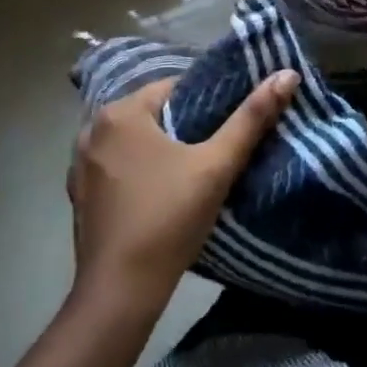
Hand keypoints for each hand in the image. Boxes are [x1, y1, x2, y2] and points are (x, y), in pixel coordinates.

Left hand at [68, 71, 298, 314]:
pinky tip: (161, 195)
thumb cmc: (169, 218)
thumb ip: (251, 118)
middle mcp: (92, 129)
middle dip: (184, 127)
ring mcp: (80, 164)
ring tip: (195, 172)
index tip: (230, 124)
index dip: (207, 102)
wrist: (120, 292)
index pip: (174, 88)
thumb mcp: (216, 166)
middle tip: (218, 149)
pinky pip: (118, 168)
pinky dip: (139, 173)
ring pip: (134, 143)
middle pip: (152, 115)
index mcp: (120, 112)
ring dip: (160, 151)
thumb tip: (287, 74)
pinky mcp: (79, 195)